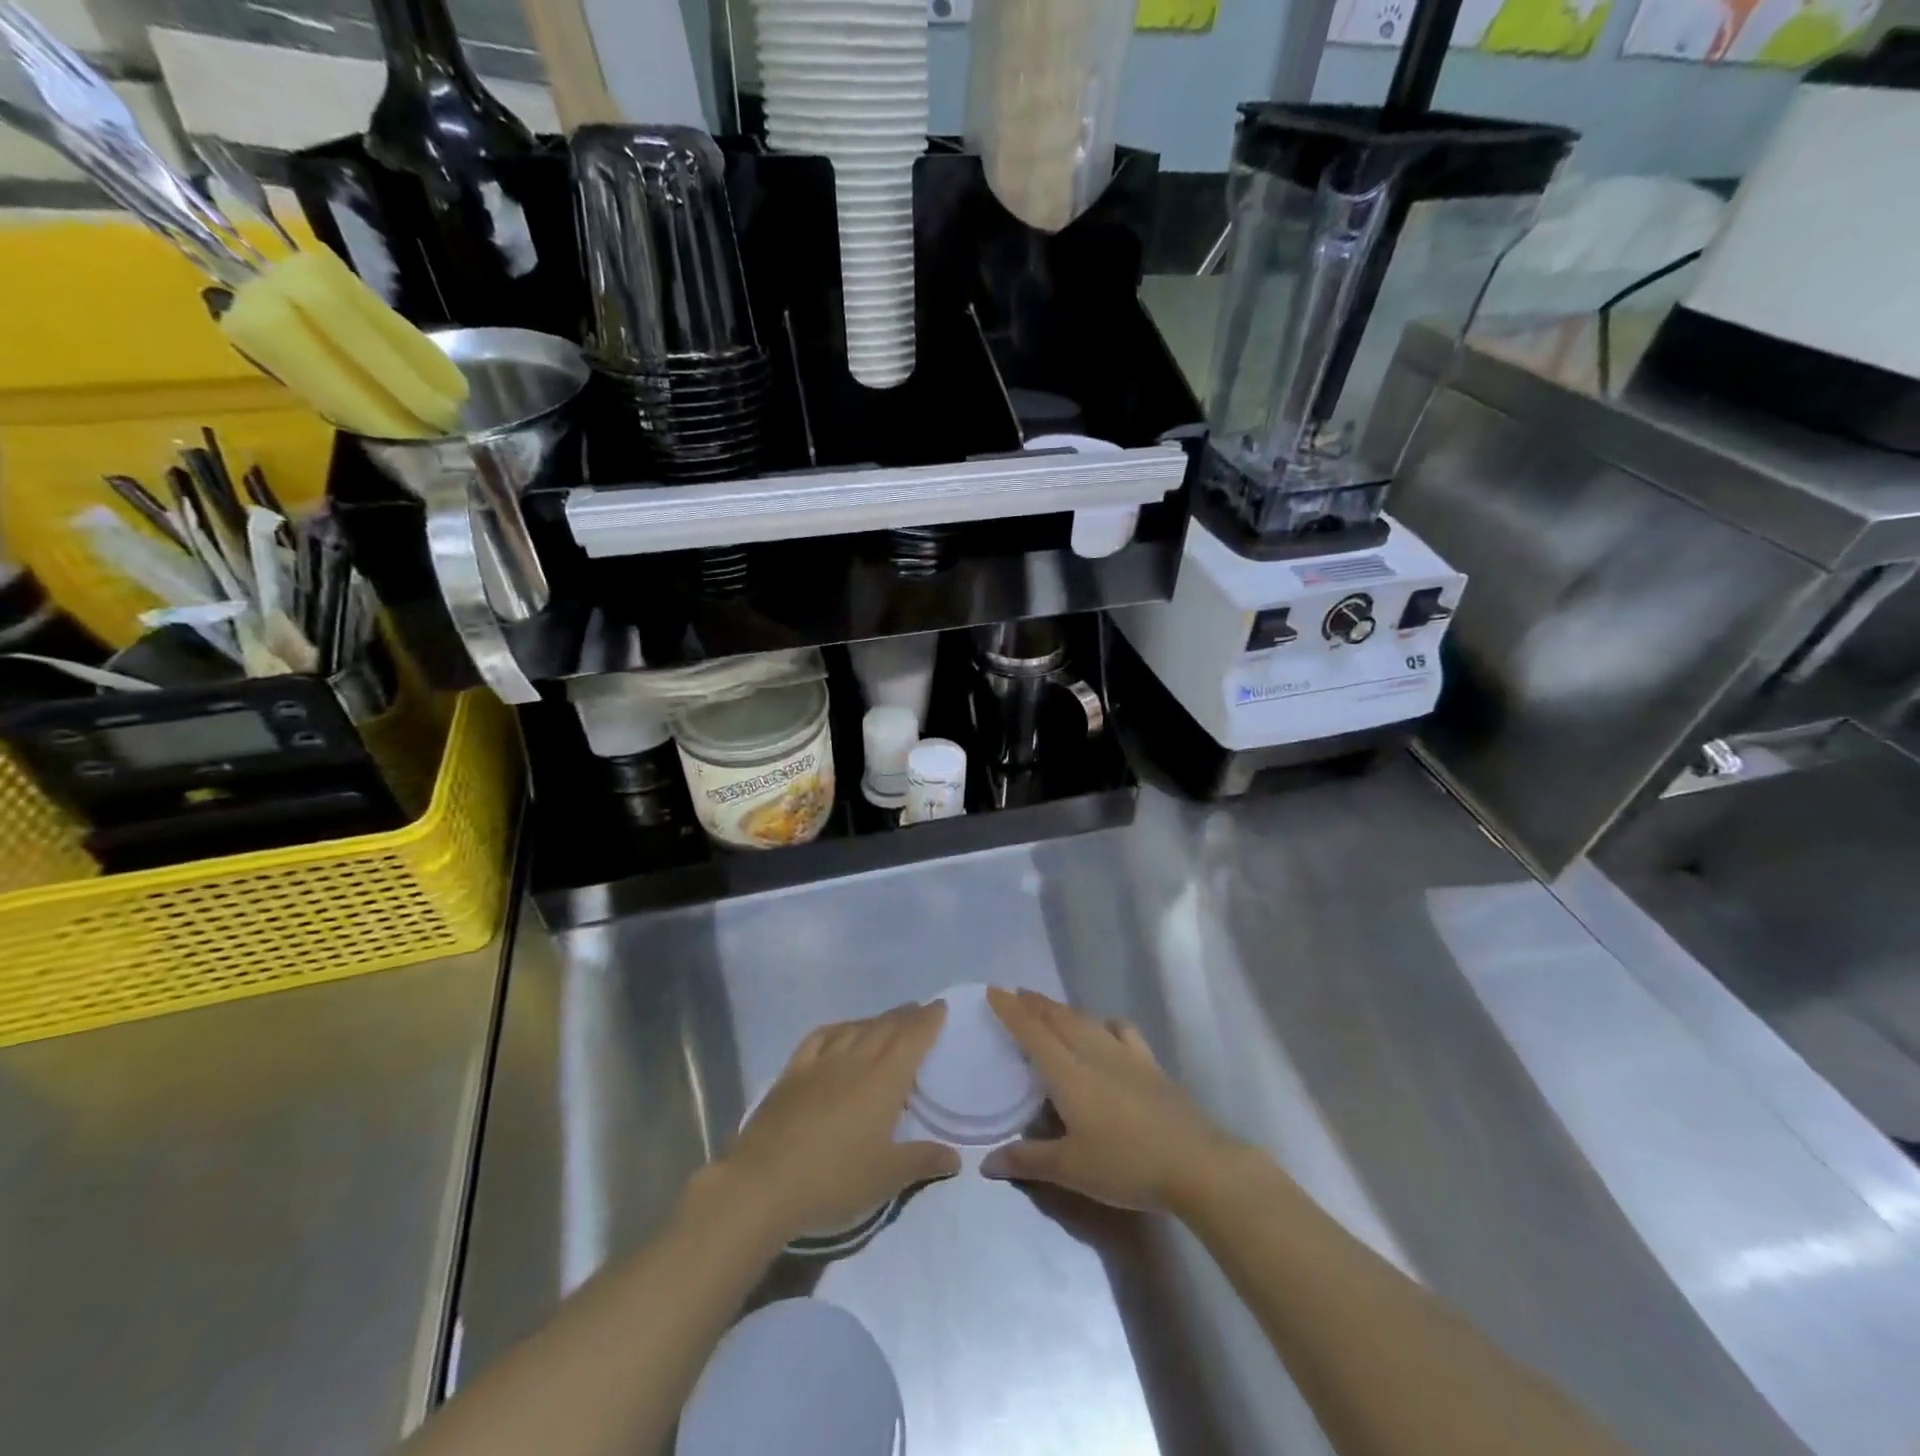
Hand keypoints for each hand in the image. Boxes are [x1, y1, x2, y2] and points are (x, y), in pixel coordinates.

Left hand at [719, 1002, 959, 1244]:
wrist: (765, 1183)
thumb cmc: (834, 1179)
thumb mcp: (887, 1177)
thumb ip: (922, 1161)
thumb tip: (954, 1157)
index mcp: (884, 1080)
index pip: (912, 1040)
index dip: (928, 1021)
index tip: (939, 1006)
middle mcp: (855, 1061)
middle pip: (884, 1028)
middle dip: (904, 1016)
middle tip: (917, 1009)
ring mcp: (820, 1063)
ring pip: (854, 1029)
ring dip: (874, 1020)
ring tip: (885, 1020)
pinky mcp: (792, 1073)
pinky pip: (819, 1038)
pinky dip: (836, 1028)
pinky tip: (838, 1030)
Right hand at [982, 988, 1241, 1211]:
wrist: (1194, 1163)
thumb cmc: (1125, 1164)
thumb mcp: (1070, 1169)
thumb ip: (1027, 1160)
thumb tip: (986, 1162)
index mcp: (1067, 1072)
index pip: (1032, 1031)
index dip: (1011, 1010)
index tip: (994, 990)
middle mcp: (1092, 1052)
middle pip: (1058, 1018)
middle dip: (1034, 1004)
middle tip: (1016, 994)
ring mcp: (1125, 1055)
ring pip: (1086, 1020)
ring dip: (1063, 1010)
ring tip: (1050, 1008)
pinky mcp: (1150, 1064)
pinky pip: (1122, 1031)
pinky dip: (1105, 1023)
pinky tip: (1106, 1028)